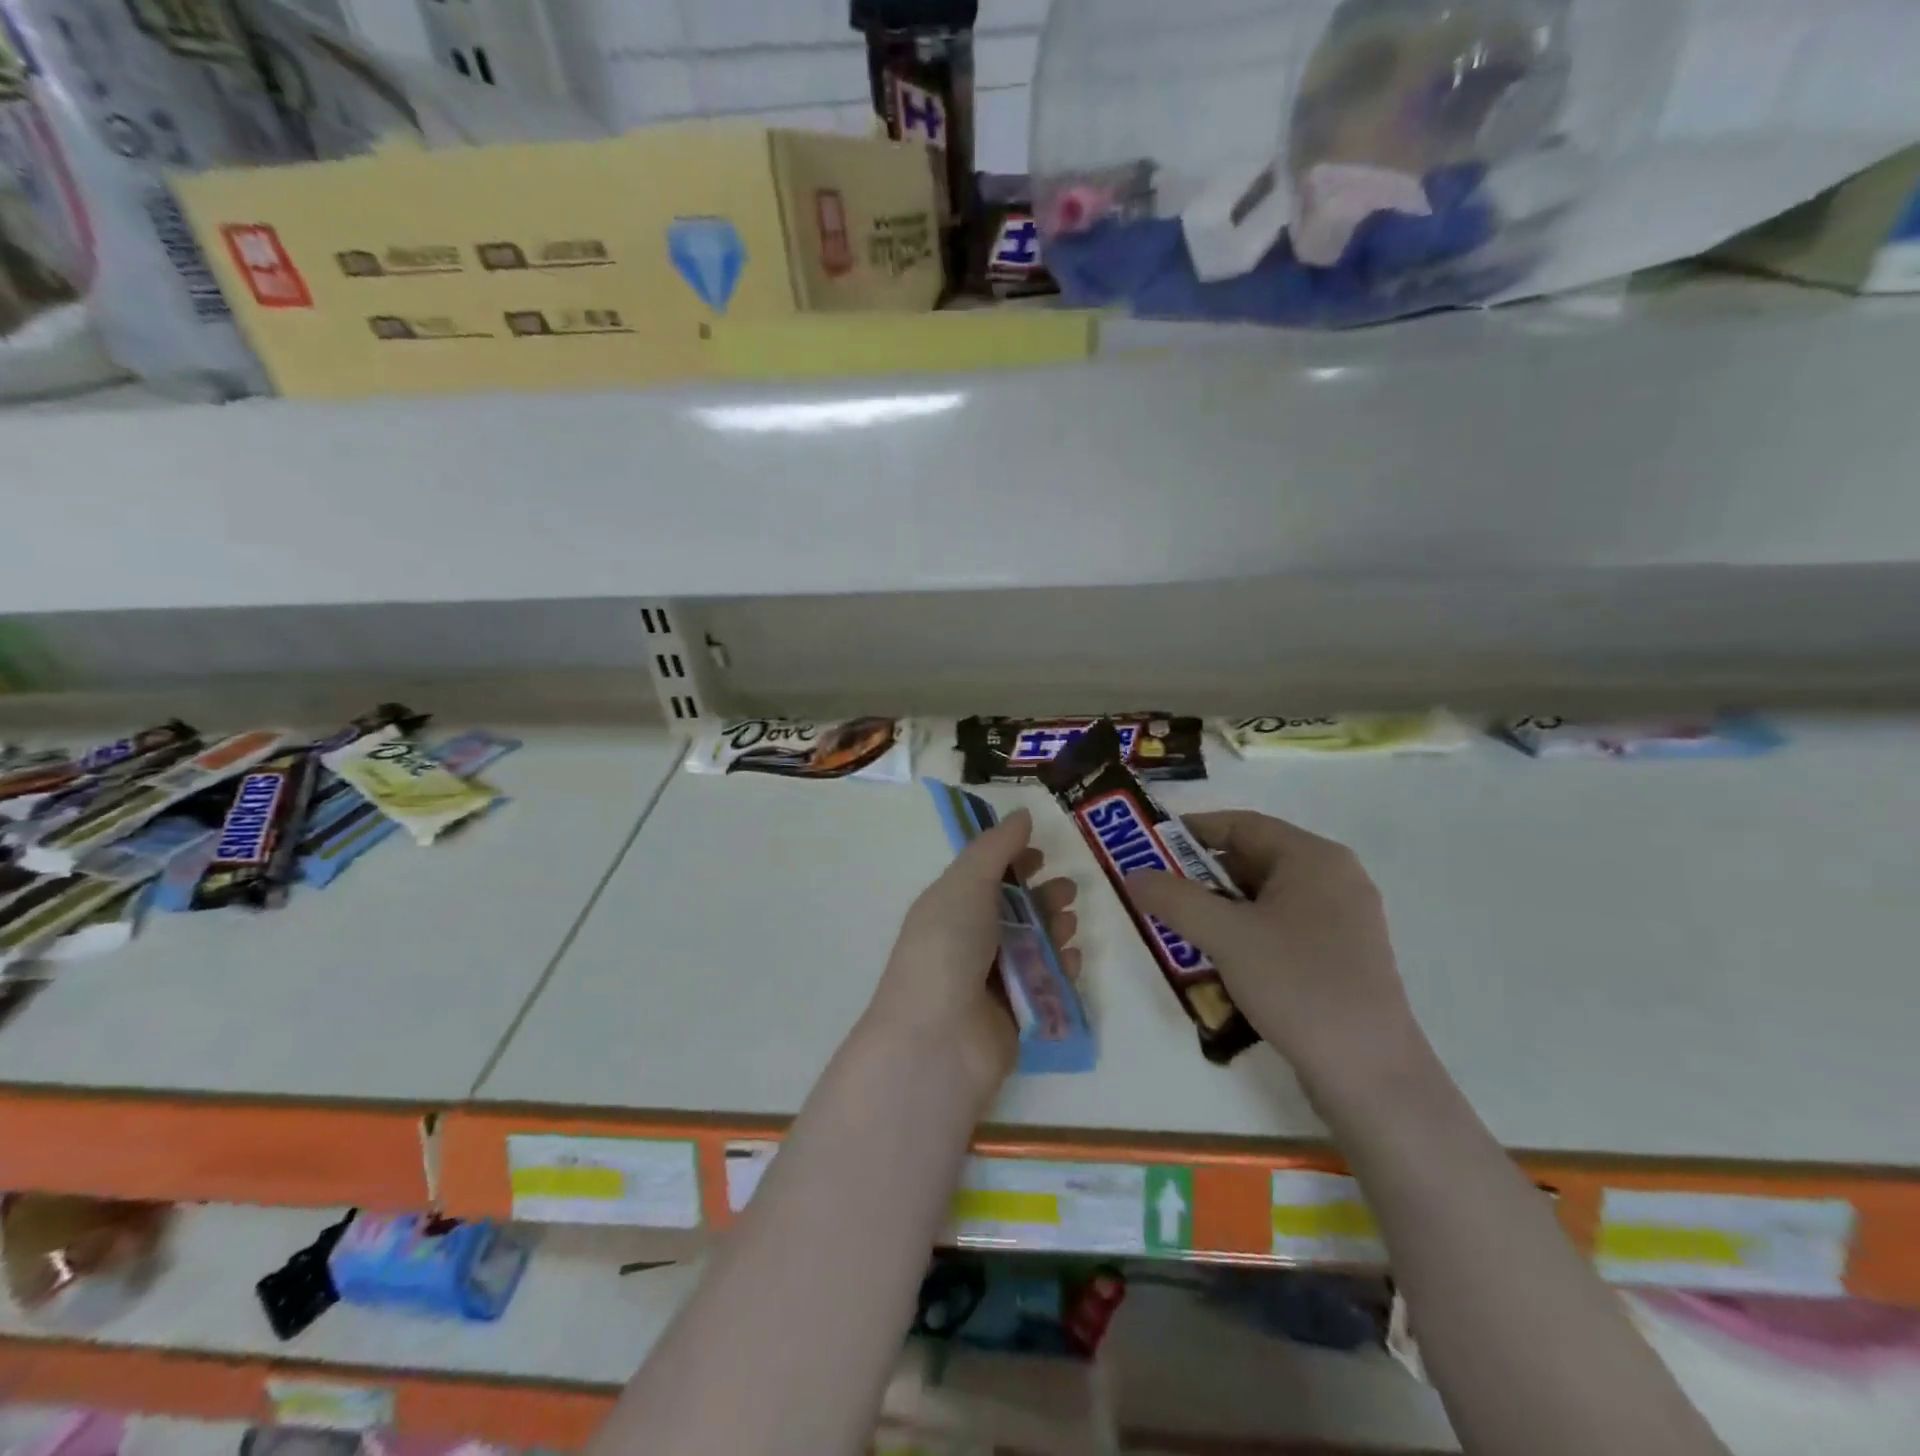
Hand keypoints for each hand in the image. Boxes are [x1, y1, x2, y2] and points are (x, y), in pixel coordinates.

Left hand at [863, 809, 1080, 1098]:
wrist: (940, 1037)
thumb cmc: (948, 946)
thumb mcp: (966, 883)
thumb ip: (996, 848)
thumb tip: (1021, 815)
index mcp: (949, 907)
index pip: (984, 877)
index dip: (1012, 862)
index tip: (1042, 852)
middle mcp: (968, 941)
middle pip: (1013, 911)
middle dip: (1042, 896)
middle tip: (1067, 890)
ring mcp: (991, 980)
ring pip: (1032, 945)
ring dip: (1054, 928)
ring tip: (1069, 921)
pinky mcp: (1015, 1014)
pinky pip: (1045, 983)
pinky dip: (1060, 968)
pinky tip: (1072, 958)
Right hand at [1127, 811, 1423, 1100]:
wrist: (1370, 1075)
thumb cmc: (1298, 985)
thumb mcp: (1226, 936)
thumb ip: (1174, 899)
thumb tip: (1133, 874)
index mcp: (1314, 858)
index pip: (1241, 825)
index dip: (1190, 831)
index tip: (1148, 849)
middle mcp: (1333, 879)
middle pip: (1252, 860)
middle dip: (1200, 876)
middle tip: (1157, 894)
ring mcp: (1341, 920)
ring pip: (1264, 898)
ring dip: (1219, 910)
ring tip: (1178, 929)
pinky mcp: (1340, 957)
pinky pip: (1280, 928)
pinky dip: (1245, 934)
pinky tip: (1218, 962)